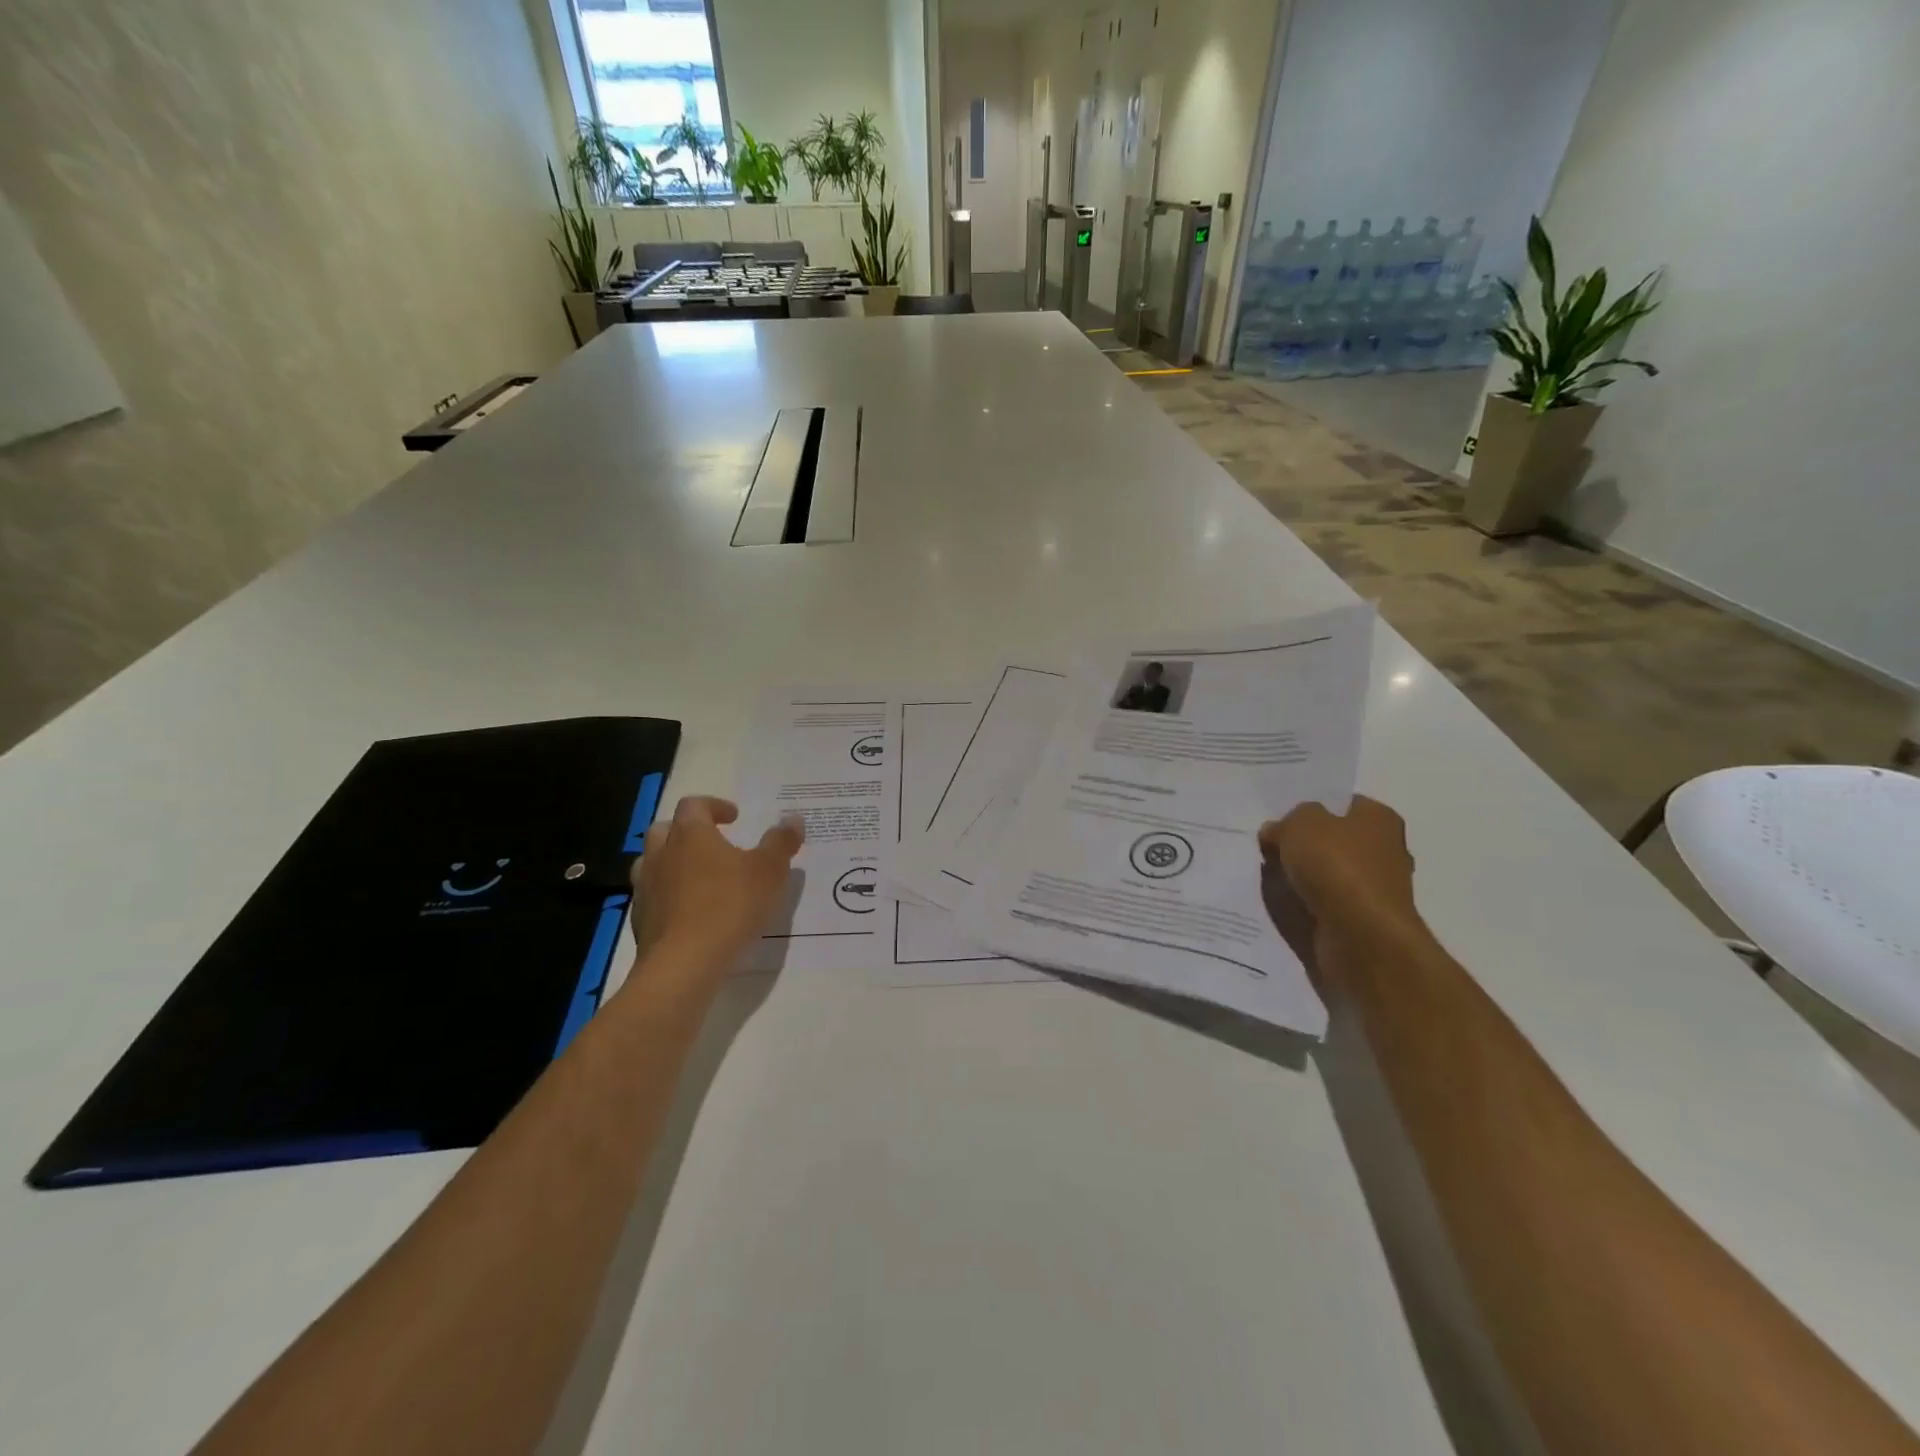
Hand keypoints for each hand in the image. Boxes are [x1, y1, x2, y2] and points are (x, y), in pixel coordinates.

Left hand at [630, 796, 804, 969]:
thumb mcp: (769, 871)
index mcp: (690, 834)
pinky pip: (653, 896)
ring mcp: (646, 887)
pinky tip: (690, 913)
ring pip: (652, 862)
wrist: (683, 964)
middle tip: (713, 843)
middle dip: (688, 831)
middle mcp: (661, 854)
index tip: (734, 818)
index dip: (714, 806)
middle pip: (666, 829)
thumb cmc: (729, 906)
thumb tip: (793, 819)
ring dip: (673, 863)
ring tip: (699, 878)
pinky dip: (669, 896)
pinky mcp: (640, 920)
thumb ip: (781, 842)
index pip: (694, 804)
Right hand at [1258, 797, 1423, 995]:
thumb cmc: (1336, 866)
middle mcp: (1386, 849)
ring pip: (1329, 873)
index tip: (1280, 820)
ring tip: (1271, 878)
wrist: (1360, 935)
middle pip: (1334, 840)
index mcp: (1379, 818)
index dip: (1310, 809)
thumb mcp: (1300, 824)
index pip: (1341, 804)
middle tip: (1270, 848)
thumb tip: (1277, 831)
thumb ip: (1286, 821)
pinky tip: (1287, 903)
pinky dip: (1309, 903)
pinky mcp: (1365, 920)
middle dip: (1304, 845)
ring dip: (1304, 877)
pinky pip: (1328, 903)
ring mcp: (1377, 888)